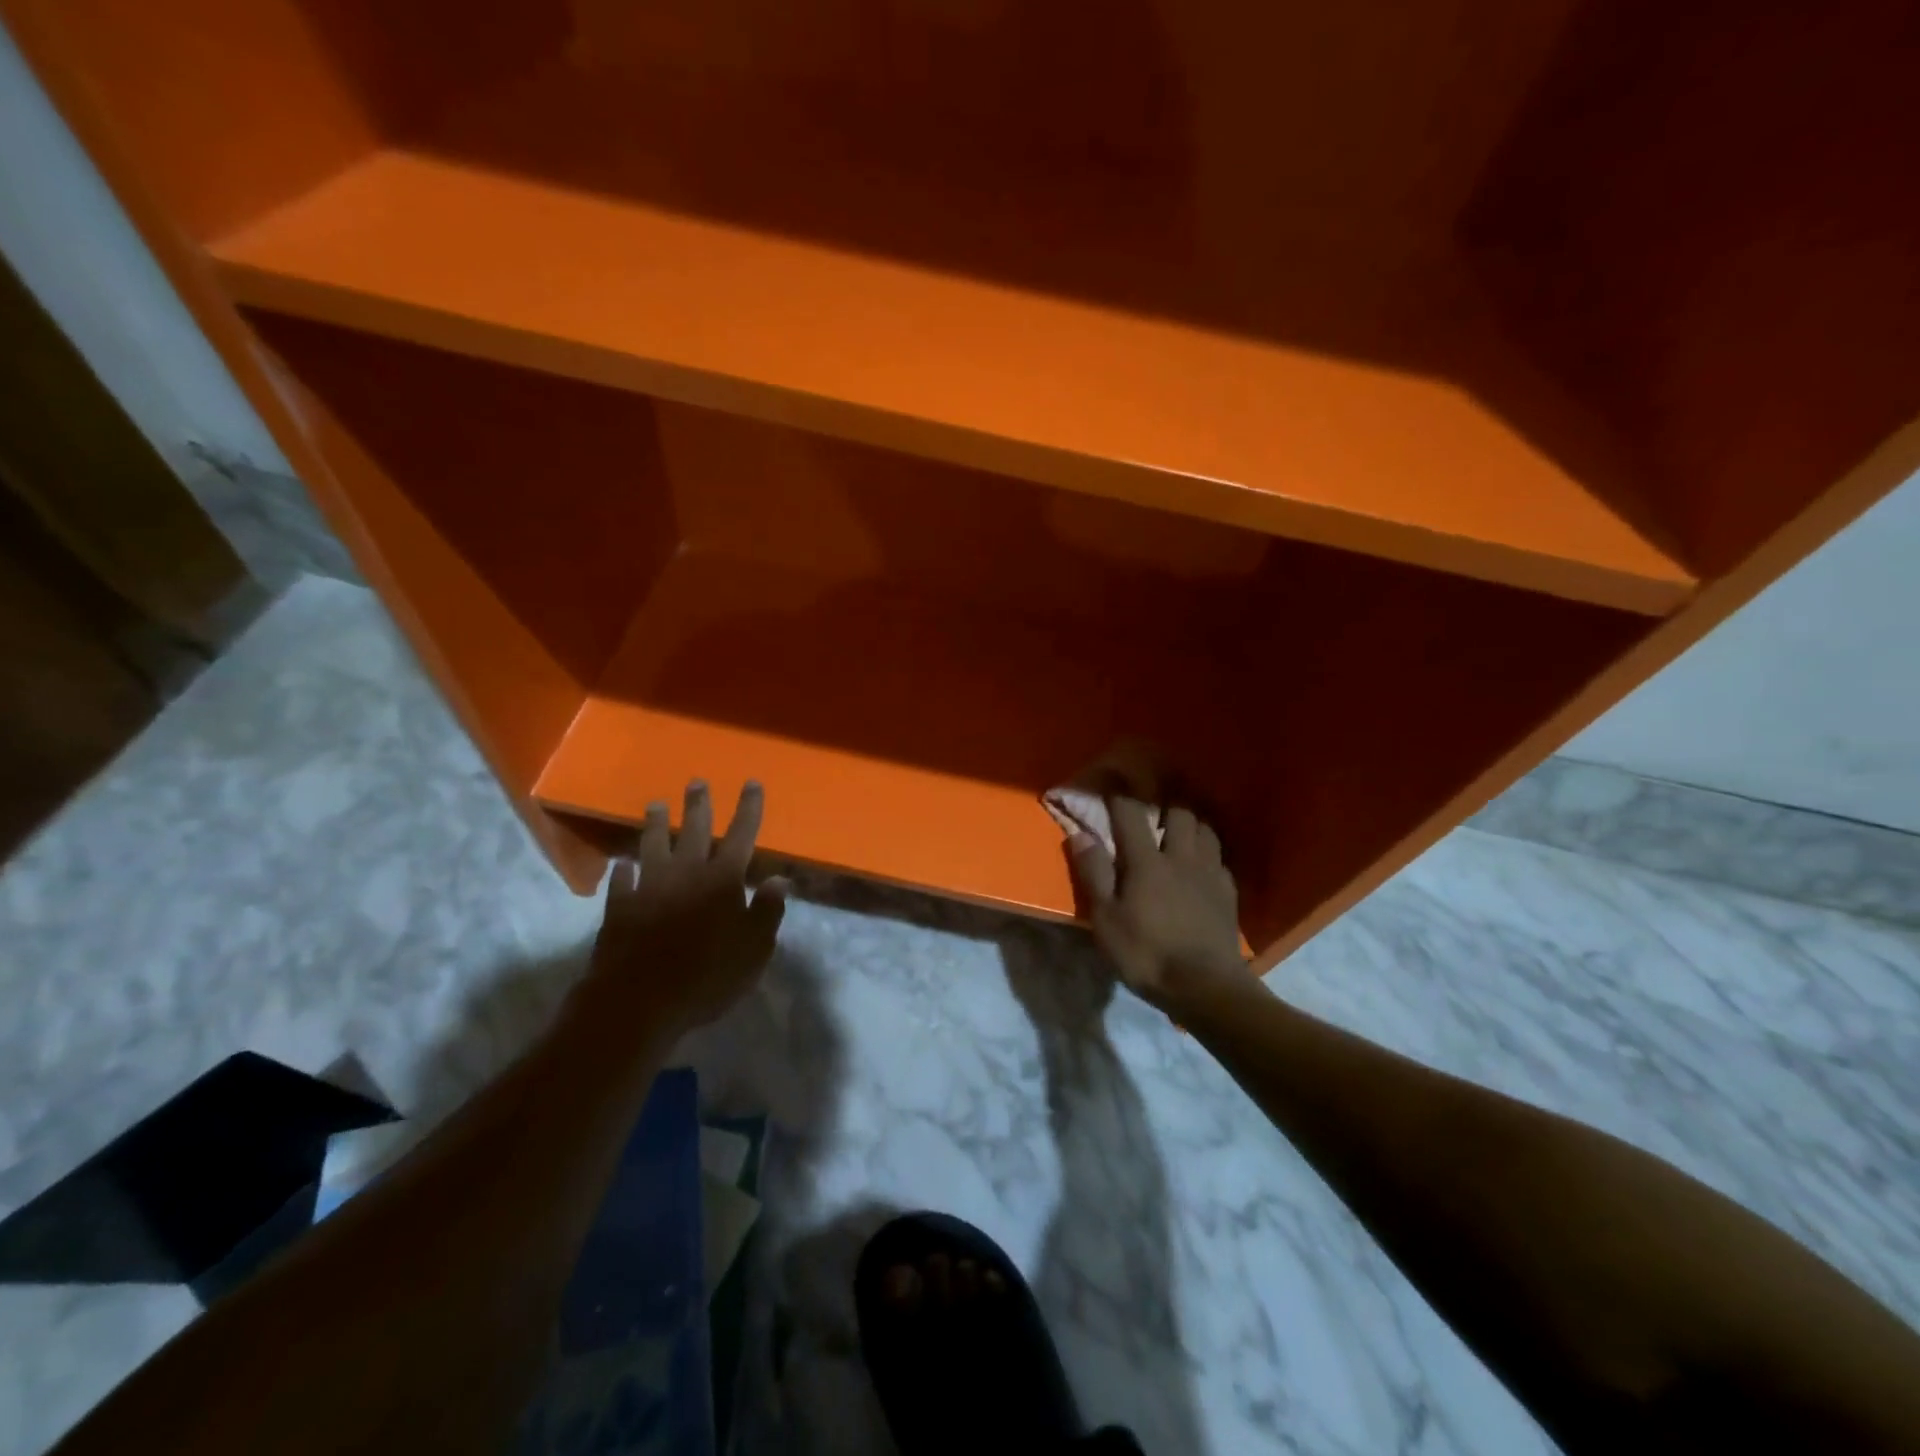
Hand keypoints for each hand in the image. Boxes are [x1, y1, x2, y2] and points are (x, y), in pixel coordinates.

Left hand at [578, 780, 789, 1036]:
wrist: (640, 1000)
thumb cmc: (708, 976)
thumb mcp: (754, 948)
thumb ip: (768, 911)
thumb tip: (779, 879)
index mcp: (722, 880)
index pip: (741, 835)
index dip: (748, 808)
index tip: (751, 783)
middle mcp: (686, 873)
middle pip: (693, 830)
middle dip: (698, 805)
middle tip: (696, 782)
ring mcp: (648, 888)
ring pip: (652, 846)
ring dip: (654, 824)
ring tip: (654, 805)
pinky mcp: (620, 908)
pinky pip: (622, 881)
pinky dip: (624, 871)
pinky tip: (622, 864)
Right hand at [1069, 797, 1247, 1014]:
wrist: (1205, 986)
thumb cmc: (1147, 954)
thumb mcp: (1106, 920)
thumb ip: (1094, 874)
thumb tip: (1080, 835)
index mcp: (1146, 862)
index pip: (1130, 814)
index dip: (1118, 793)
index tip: (1108, 780)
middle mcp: (1180, 857)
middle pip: (1178, 812)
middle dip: (1163, 802)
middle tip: (1151, 805)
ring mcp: (1209, 873)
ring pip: (1205, 829)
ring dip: (1190, 822)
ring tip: (1179, 828)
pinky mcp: (1228, 892)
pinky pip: (1219, 858)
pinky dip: (1208, 851)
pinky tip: (1202, 863)